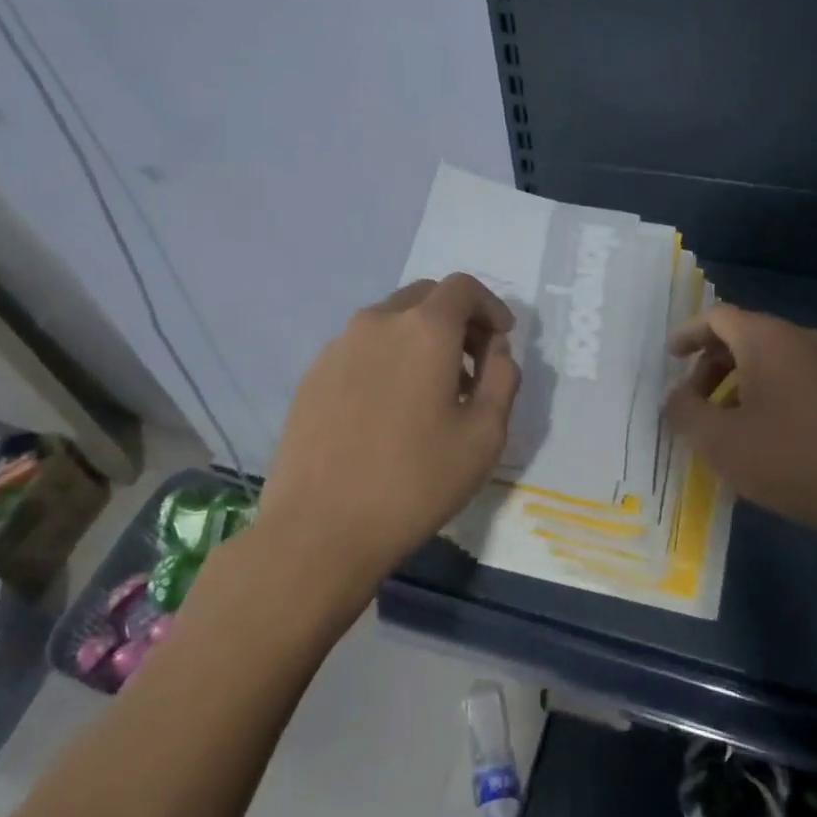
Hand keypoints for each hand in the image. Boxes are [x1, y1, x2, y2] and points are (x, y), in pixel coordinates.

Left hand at [256, 274, 520, 589]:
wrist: (319, 528)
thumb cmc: (415, 481)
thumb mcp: (485, 435)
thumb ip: (502, 377)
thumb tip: (495, 349)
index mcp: (424, 329)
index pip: (463, 288)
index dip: (490, 306)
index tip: (501, 340)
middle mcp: (378, 322)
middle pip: (425, 297)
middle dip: (457, 320)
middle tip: (472, 365)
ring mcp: (338, 346)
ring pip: (390, 320)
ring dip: (420, 338)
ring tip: (431, 392)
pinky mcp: (313, 374)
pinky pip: (361, 347)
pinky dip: (388, 357)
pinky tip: (389, 408)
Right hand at [664, 304, 816, 556]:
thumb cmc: (792, 460)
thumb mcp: (719, 442)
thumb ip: (684, 412)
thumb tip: (675, 397)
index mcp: (768, 339)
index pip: (717, 318)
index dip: (688, 334)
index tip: (669, 358)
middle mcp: (802, 340)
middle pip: (744, 336)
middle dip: (711, 366)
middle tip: (693, 402)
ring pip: (772, 360)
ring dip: (739, 384)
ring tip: (726, 425)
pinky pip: (797, 379)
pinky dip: (769, 394)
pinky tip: (766, 437)